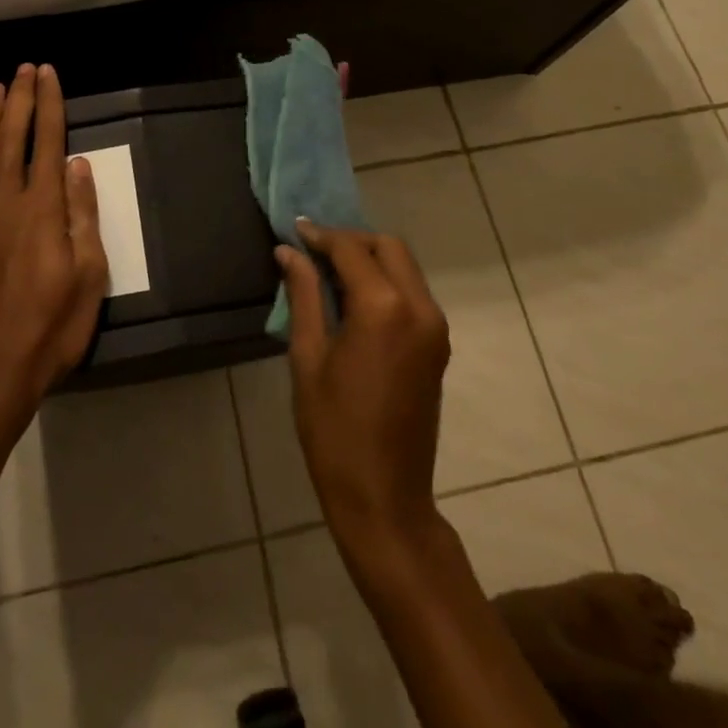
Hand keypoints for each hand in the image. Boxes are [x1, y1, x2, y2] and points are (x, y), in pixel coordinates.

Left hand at [0, 64, 108, 435]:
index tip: (48, 75)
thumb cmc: (50, 330)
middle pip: (13, 139)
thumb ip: (82, 217)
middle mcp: (6, 204)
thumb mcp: (88, 278)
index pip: (48, 143)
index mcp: (43, 211)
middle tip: (23, 69)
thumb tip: (78, 164)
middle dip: (19, 100)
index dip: (49, 105)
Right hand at [277, 220, 450, 543]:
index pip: (352, 249)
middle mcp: (419, 308)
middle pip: (389, 247)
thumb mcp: (308, 357)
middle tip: (314, 251)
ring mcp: (435, 327)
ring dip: (371, 258)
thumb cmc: (333, 429)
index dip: (321, 236)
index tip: (295, 231)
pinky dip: (386, 281)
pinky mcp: (438, 345)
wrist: (384, 496)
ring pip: (406, 267)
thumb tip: (288, 252)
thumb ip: (303, 295)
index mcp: (383, 308)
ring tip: (330, 272)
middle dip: (352, 241)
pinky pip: (413, 292)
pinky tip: (354, 297)